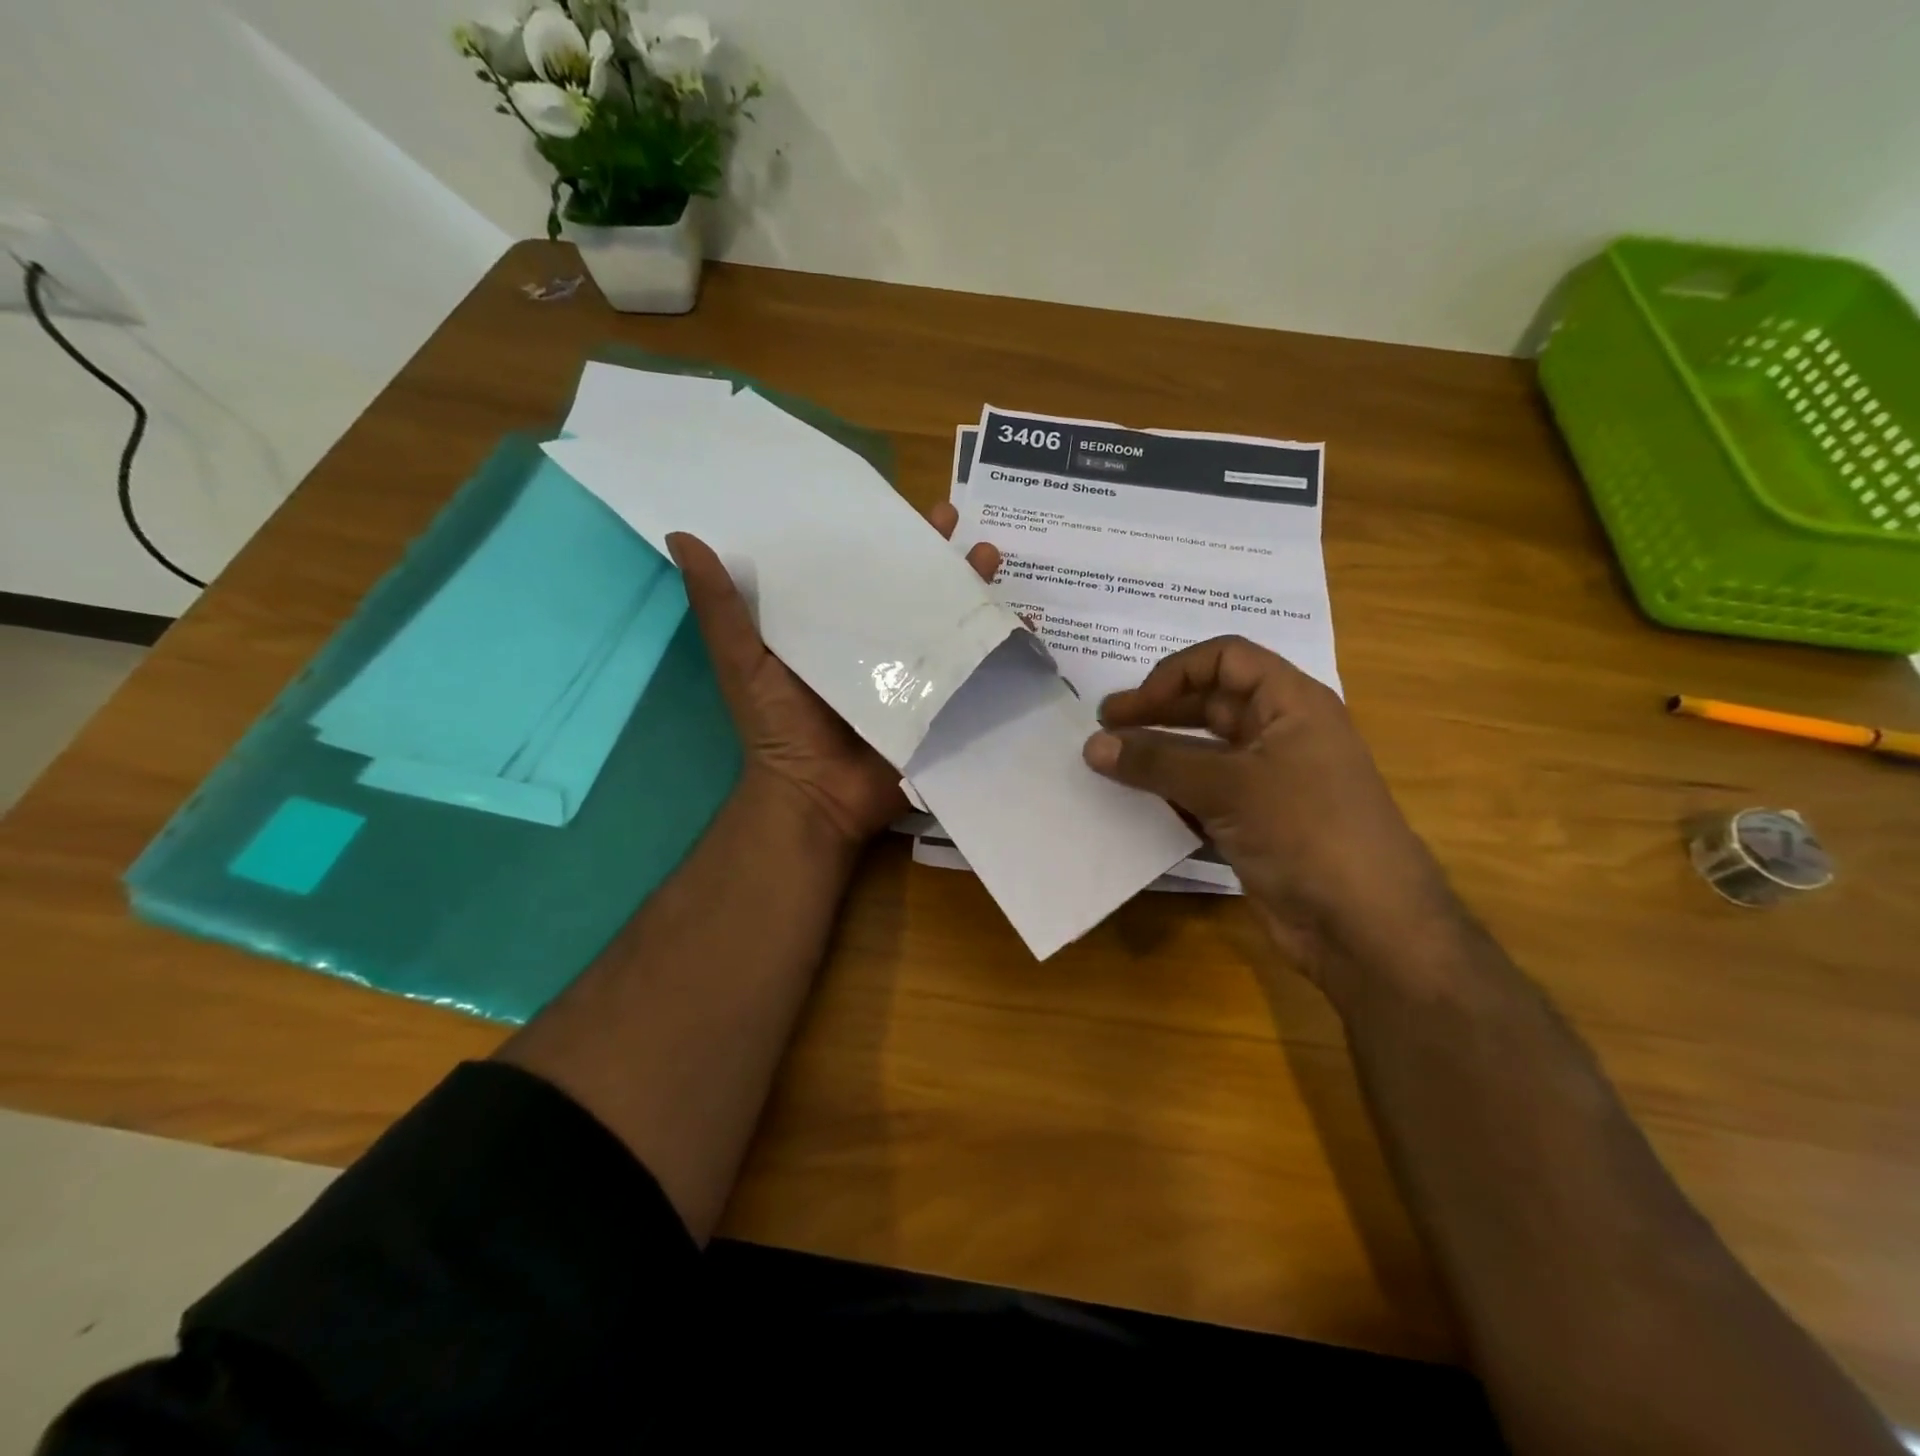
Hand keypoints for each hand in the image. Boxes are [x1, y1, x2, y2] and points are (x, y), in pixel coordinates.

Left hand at [667, 504, 1001, 848]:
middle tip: (955, 520)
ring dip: (973, 587)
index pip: (858, 567)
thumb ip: (721, 607)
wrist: (817, 798)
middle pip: (912, 586)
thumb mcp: (743, 660)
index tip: (894, 501)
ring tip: (989, 556)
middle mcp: (877, 641)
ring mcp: (913, 672)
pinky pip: (972, 667)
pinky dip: (998, 644)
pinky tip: (1022, 622)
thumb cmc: (777, 726)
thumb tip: (682, 536)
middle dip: (936, 552)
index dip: (878, 534)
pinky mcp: (939, 702)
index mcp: (832, 625)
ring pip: (948, 618)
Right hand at [1084, 636, 1459, 987]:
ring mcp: (1267, 781)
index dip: (1175, 673)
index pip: (1226, 659)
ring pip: (1202, 753)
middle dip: (1156, 713)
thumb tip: (1092, 744)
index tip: (1132, 706)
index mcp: (1291, 704)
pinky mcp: (1254, 823)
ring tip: (1107, 767)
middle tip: (1102, 732)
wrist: (1365, 925)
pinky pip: (1202, 794)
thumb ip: (1157, 763)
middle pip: (1209, 704)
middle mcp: (1279, 734)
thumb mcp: (1229, 787)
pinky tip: (1133, 805)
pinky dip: (1169, 795)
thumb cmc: (1307, 832)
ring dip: (1157, 757)